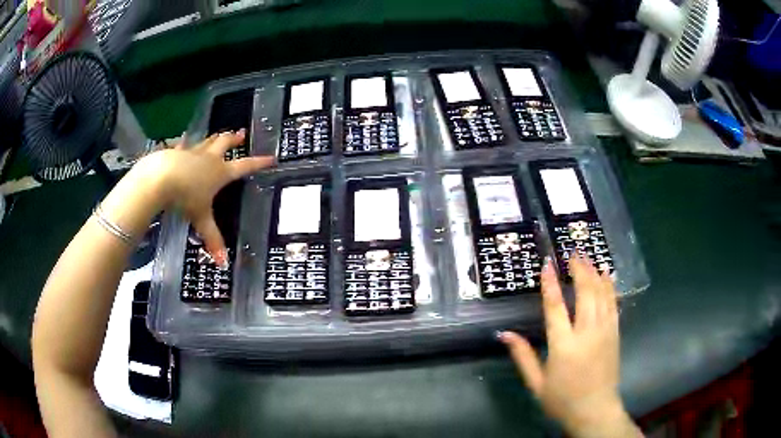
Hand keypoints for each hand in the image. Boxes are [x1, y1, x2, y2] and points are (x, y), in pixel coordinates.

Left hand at [137, 129, 273, 265]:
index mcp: (220, 173)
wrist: (159, 178)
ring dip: (214, 138)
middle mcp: (208, 159)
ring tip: (219, 134)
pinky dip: (185, 143)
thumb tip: (223, 263)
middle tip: (242, 133)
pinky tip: (183, 141)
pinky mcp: (175, 152)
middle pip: (225, 144)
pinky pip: (183, 145)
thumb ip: (212, 238)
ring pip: (206, 141)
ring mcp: (191, 152)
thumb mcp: (201, 219)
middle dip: (234, 139)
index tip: (271, 158)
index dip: (258, 163)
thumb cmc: (184, 197)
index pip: (244, 167)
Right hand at [498, 256, 640, 437]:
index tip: (547, 264)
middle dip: (579, 269)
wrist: (595, 410)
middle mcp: (587, 334)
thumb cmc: (562, 399)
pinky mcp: (615, 334)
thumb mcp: (536, 383)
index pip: (556, 308)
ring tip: (587, 256)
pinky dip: (610, 287)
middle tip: (572, 253)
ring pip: (602, 294)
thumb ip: (522, 356)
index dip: (550, 284)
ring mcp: (605, 332)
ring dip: (594, 273)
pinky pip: (614, 304)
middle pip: (585, 293)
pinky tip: (607, 275)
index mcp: (564, 347)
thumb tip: (504, 334)